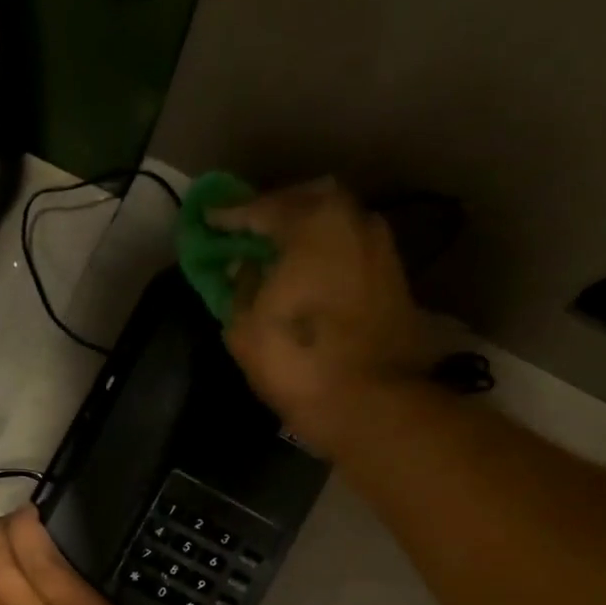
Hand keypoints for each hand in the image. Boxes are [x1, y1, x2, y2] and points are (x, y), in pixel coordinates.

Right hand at [212, 179, 433, 454]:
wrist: (371, 403)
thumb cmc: (298, 360)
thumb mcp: (245, 327)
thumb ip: (241, 286)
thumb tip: (246, 268)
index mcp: (313, 223)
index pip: (262, 208)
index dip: (231, 216)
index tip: (210, 220)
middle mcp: (354, 221)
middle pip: (309, 201)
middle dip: (277, 211)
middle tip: (251, 229)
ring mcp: (381, 249)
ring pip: (336, 225)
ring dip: (307, 233)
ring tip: (281, 253)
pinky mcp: (395, 279)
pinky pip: (351, 252)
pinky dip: (328, 256)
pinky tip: (311, 274)